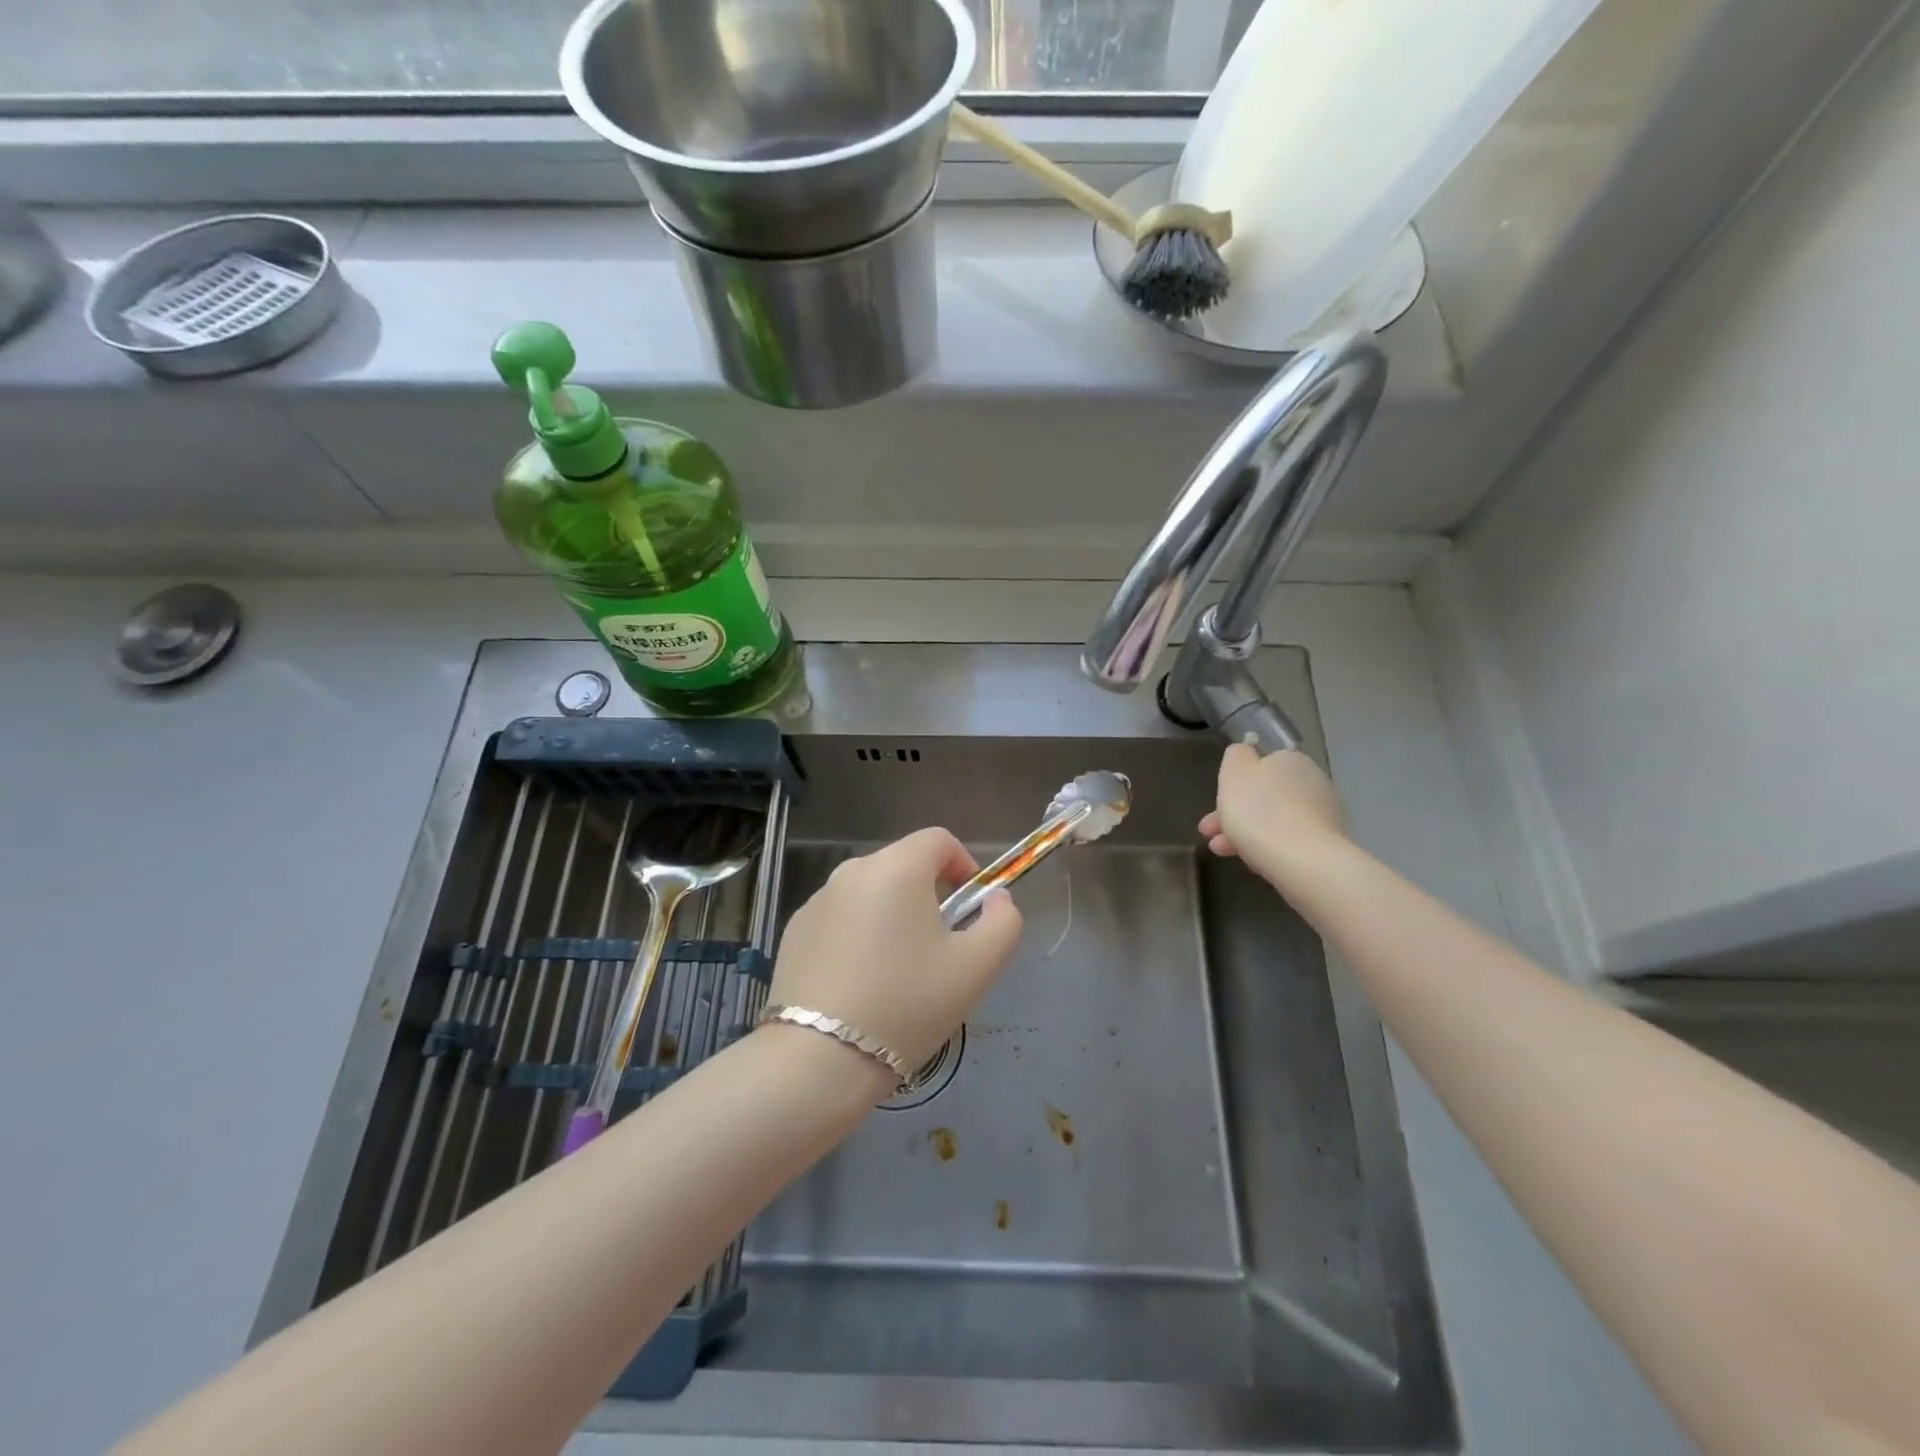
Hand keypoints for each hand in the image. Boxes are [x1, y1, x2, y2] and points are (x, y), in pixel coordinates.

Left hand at [767, 828, 1023, 1072]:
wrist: (818, 1059)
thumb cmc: (907, 1004)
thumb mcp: (977, 967)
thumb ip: (1003, 922)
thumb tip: (996, 899)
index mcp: (897, 867)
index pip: (939, 840)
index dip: (964, 866)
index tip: (969, 911)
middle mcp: (852, 871)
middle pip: (904, 866)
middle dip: (929, 896)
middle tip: (938, 950)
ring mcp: (817, 900)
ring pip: (870, 894)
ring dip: (892, 916)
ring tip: (897, 973)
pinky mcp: (794, 931)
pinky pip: (840, 919)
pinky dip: (858, 936)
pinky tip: (859, 984)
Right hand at [1199, 743, 1348, 887]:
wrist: (1304, 861)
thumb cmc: (1260, 811)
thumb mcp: (1234, 773)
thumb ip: (1236, 756)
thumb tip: (1245, 753)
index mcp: (1290, 759)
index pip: (1259, 766)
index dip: (1233, 785)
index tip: (1213, 805)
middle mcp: (1312, 780)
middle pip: (1265, 795)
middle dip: (1236, 813)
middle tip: (1210, 833)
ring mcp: (1324, 813)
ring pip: (1275, 819)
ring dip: (1247, 832)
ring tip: (1222, 852)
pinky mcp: (1329, 843)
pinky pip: (1290, 839)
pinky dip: (1269, 846)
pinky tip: (1253, 860)